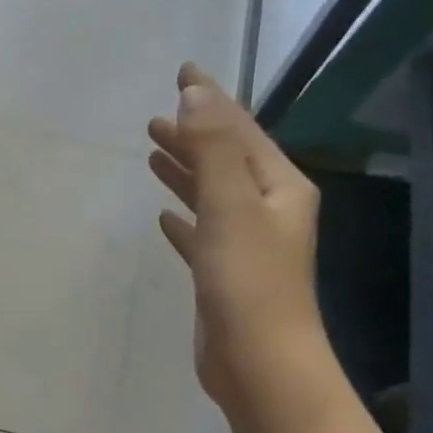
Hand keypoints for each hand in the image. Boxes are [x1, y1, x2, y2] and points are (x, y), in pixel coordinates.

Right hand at [148, 64, 326, 415]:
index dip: (211, 99)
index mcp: (279, 187)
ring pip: (210, 194)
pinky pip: (200, 232)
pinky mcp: (222, 273)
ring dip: (185, 171)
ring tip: (153, 152)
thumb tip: (194, 91)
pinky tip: (164, 216)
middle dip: (194, 134)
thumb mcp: (230, 204)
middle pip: (226, 159)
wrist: (258, 360)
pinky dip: (183, 218)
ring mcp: (246, 243)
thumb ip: (211, 147)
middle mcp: (268, 209)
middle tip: (156, 116)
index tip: (183, 72)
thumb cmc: (248, 280)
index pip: (241, 130)